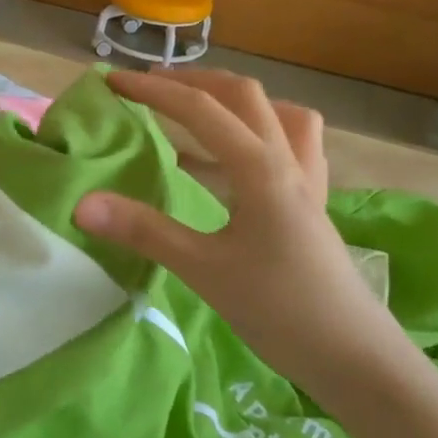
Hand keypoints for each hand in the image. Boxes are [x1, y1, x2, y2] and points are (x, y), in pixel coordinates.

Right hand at [72, 69, 401, 396]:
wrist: (355, 356)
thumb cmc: (280, 310)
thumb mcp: (203, 270)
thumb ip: (144, 231)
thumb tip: (82, 204)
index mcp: (260, 167)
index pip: (201, 109)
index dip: (154, 90)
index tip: (113, 82)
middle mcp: (288, 160)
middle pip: (245, 96)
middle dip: (196, 81)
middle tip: (153, 88)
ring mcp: (307, 181)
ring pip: (276, 115)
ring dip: (235, 103)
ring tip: (197, 117)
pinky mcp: (312, 205)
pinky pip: (290, 148)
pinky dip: (257, 137)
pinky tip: (233, 166)